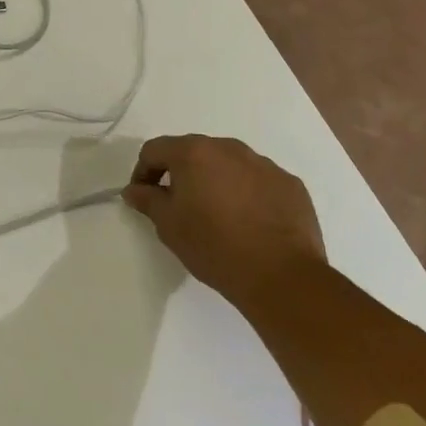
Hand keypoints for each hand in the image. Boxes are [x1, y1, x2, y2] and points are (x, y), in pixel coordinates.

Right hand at [123, 135, 324, 304]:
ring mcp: (264, 164)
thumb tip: (134, 190)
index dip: (143, 172)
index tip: (144, 197)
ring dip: (215, 181)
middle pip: (193, 152)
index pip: (155, 150)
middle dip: (181, 173)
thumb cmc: (214, 247)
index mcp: (194, 153)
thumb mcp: (169, 225)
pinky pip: (258, 181)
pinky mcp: (290, 184)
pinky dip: (247, 193)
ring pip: (228, 165)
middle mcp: (229, 148)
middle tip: (179, 205)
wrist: (282, 276)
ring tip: (217, 214)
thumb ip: (147, 200)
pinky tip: (249, 222)